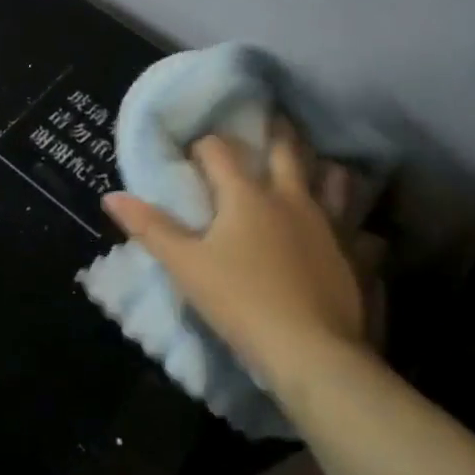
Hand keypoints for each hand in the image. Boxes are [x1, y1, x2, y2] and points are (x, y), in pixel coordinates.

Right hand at [101, 133, 375, 392]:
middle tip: (272, 120)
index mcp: (247, 195)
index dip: (205, 145)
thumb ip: (150, 228)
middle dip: (276, 134)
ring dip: (325, 170)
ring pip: (334, 183)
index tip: (196, 152)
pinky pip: (363, 233)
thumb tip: (111, 196)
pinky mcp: (356, 259)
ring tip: (319, 167)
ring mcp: (330, 227)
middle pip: (287, 152)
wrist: (312, 354)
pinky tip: (355, 235)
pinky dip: (357, 229)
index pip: (220, 151)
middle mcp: (291, 199)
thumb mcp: (185, 265)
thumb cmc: (240, 301)